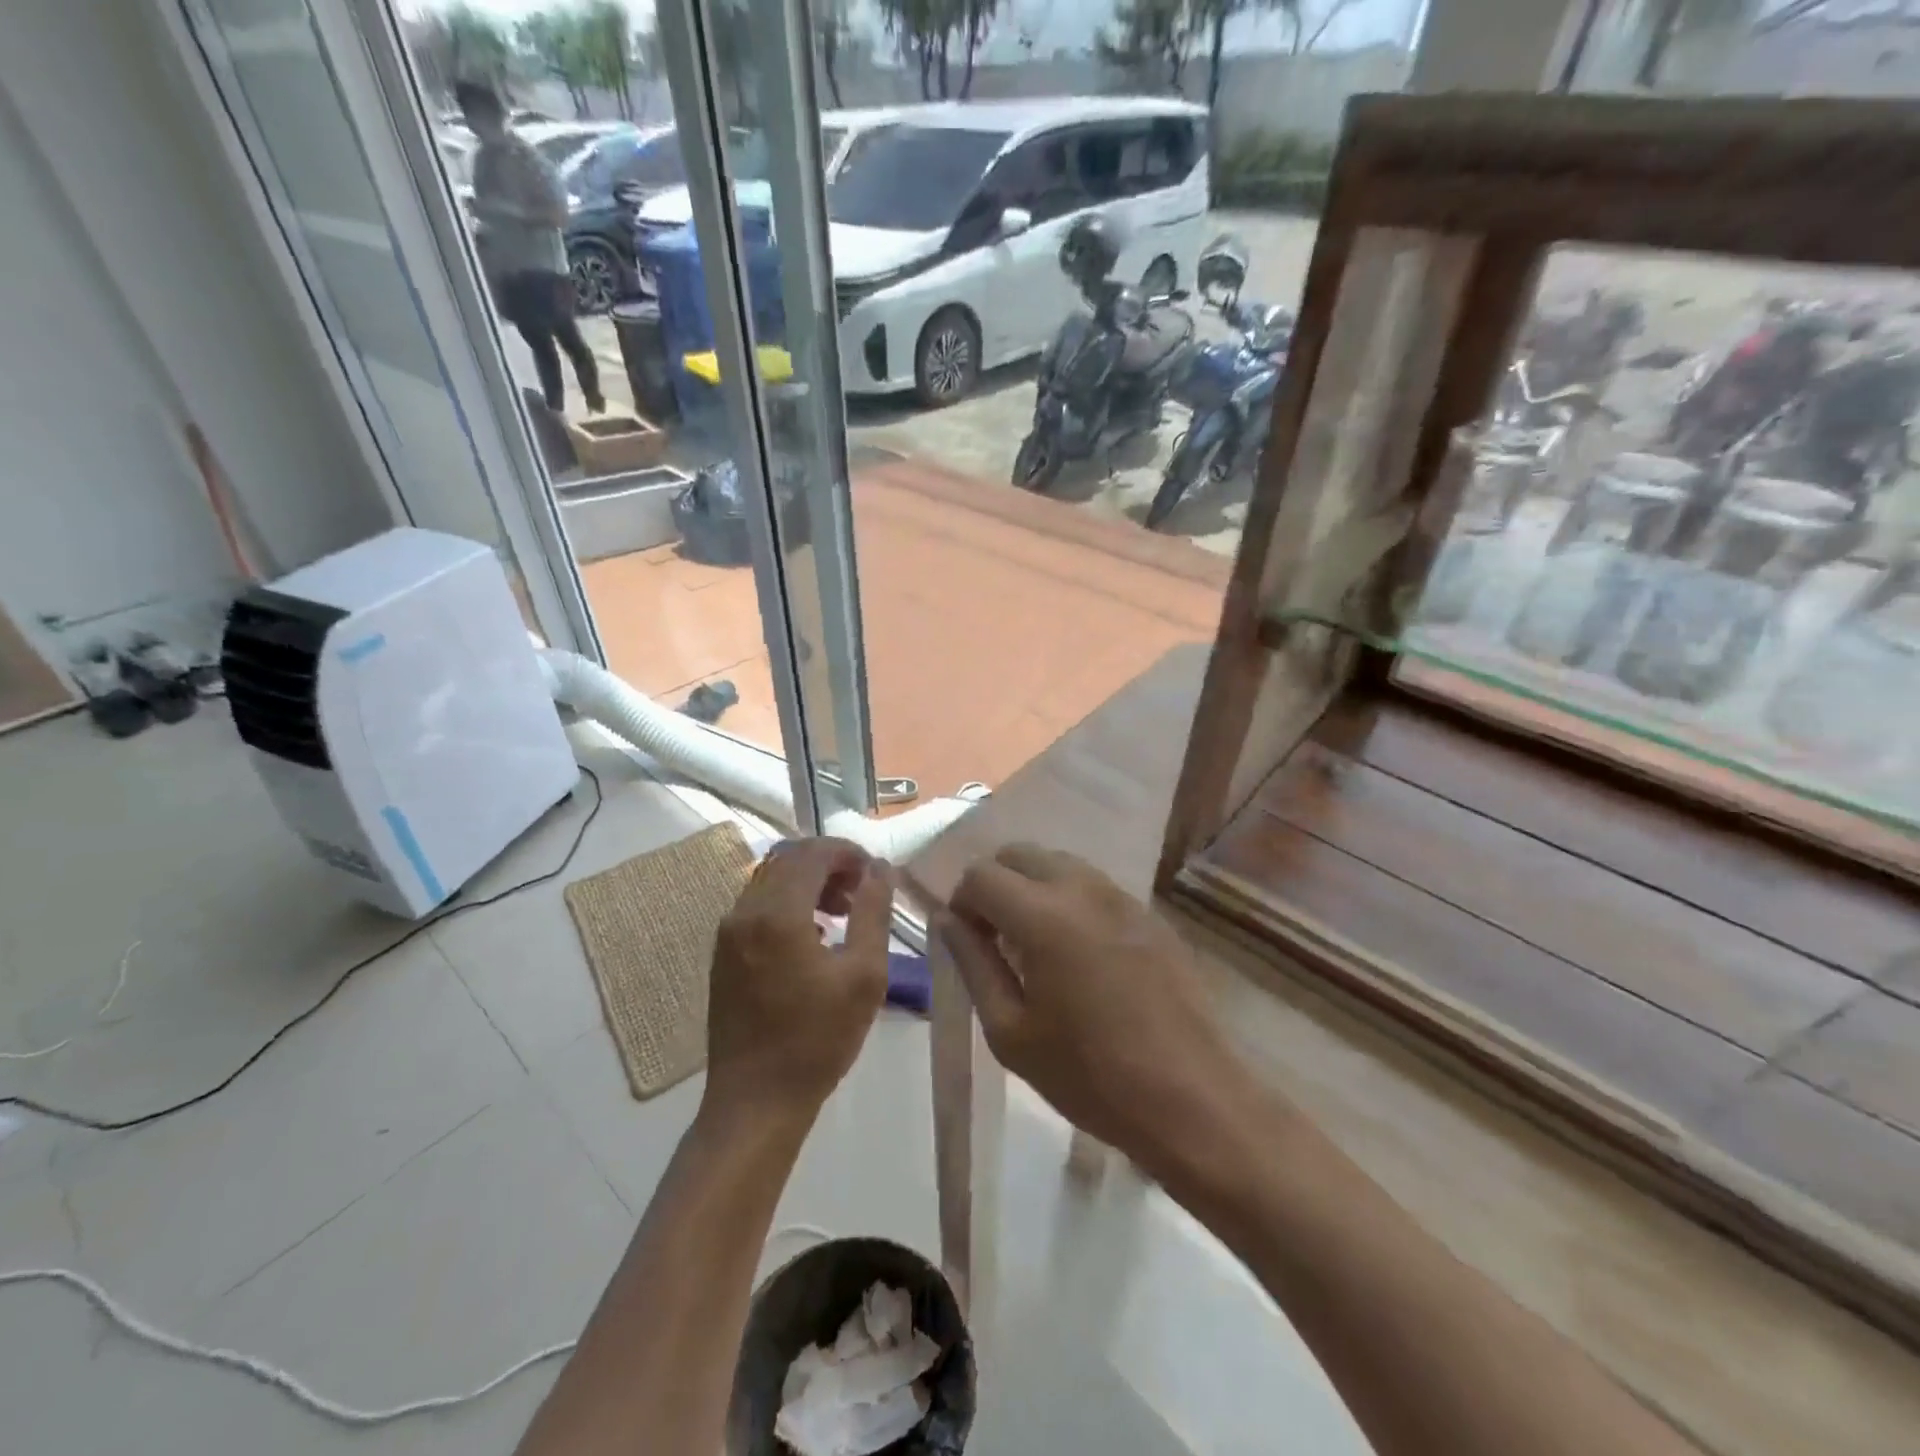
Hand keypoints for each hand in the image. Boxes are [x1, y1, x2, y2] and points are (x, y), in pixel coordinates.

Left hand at [706, 839, 893, 1121]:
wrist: (755, 1101)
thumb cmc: (818, 1040)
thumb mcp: (864, 975)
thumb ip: (874, 912)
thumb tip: (880, 870)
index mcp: (778, 913)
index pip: (813, 853)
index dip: (849, 853)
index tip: (876, 874)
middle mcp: (745, 911)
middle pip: (789, 860)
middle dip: (830, 865)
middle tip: (863, 891)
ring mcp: (728, 933)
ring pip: (771, 880)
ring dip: (809, 883)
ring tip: (843, 912)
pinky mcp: (723, 953)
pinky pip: (758, 905)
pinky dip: (789, 903)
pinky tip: (814, 935)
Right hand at [938, 845, 1234, 1175]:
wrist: (1191, 1097)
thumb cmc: (1089, 1075)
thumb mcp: (1011, 1032)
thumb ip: (973, 964)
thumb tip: (948, 920)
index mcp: (1042, 915)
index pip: (980, 874)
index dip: (962, 903)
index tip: (967, 943)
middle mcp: (1082, 887)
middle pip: (1019, 853)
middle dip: (995, 885)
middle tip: (996, 939)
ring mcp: (1121, 896)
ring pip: (1058, 863)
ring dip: (1032, 888)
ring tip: (1036, 946)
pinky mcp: (1149, 912)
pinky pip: (1093, 886)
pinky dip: (1069, 900)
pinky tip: (1080, 955)